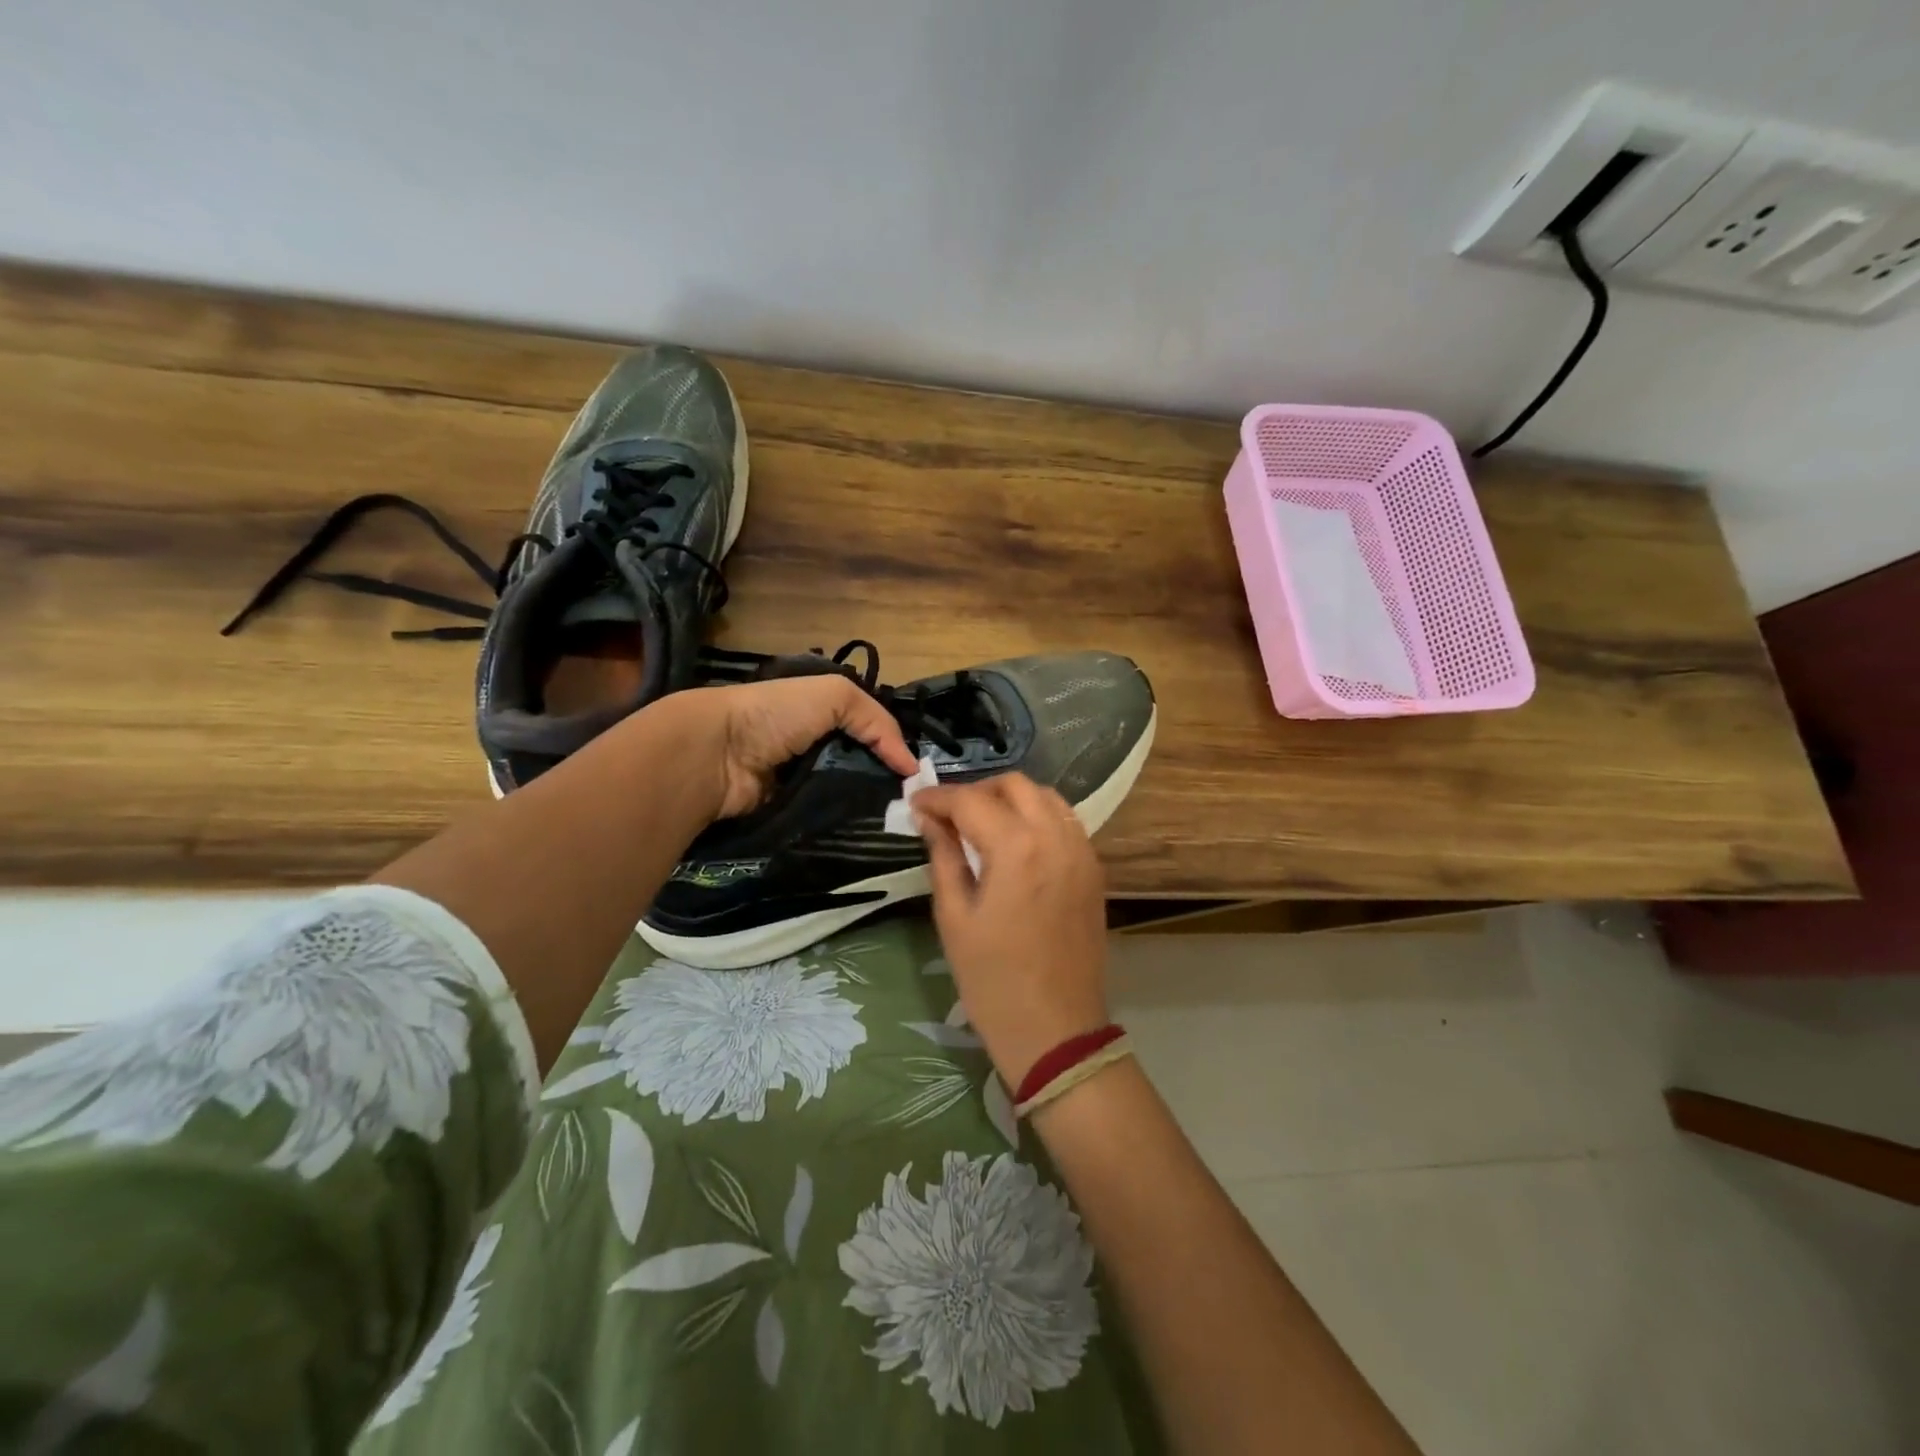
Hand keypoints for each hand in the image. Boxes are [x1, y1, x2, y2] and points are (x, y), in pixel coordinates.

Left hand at [651, 677, 919, 818]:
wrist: (718, 754)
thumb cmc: (776, 714)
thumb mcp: (835, 695)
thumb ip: (878, 722)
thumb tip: (911, 765)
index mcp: (822, 714)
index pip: (869, 732)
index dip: (893, 749)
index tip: (918, 775)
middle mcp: (814, 746)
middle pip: (861, 767)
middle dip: (885, 783)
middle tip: (914, 803)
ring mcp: (802, 782)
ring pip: (847, 796)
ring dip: (868, 806)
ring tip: (899, 821)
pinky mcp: (791, 813)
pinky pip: (826, 818)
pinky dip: (844, 823)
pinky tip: (868, 831)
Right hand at [910, 774, 1110, 1088]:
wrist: (1056, 1029)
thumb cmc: (993, 980)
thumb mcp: (954, 917)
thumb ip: (943, 857)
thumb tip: (929, 820)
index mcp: (1017, 848)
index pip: (971, 801)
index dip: (938, 797)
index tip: (915, 802)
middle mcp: (1056, 836)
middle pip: (1014, 785)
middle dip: (977, 791)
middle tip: (948, 816)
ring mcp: (1082, 851)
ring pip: (1045, 797)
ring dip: (1010, 799)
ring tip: (981, 825)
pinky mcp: (1094, 869)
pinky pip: (1065, 821)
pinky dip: (1038, 816)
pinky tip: (1016, 841)